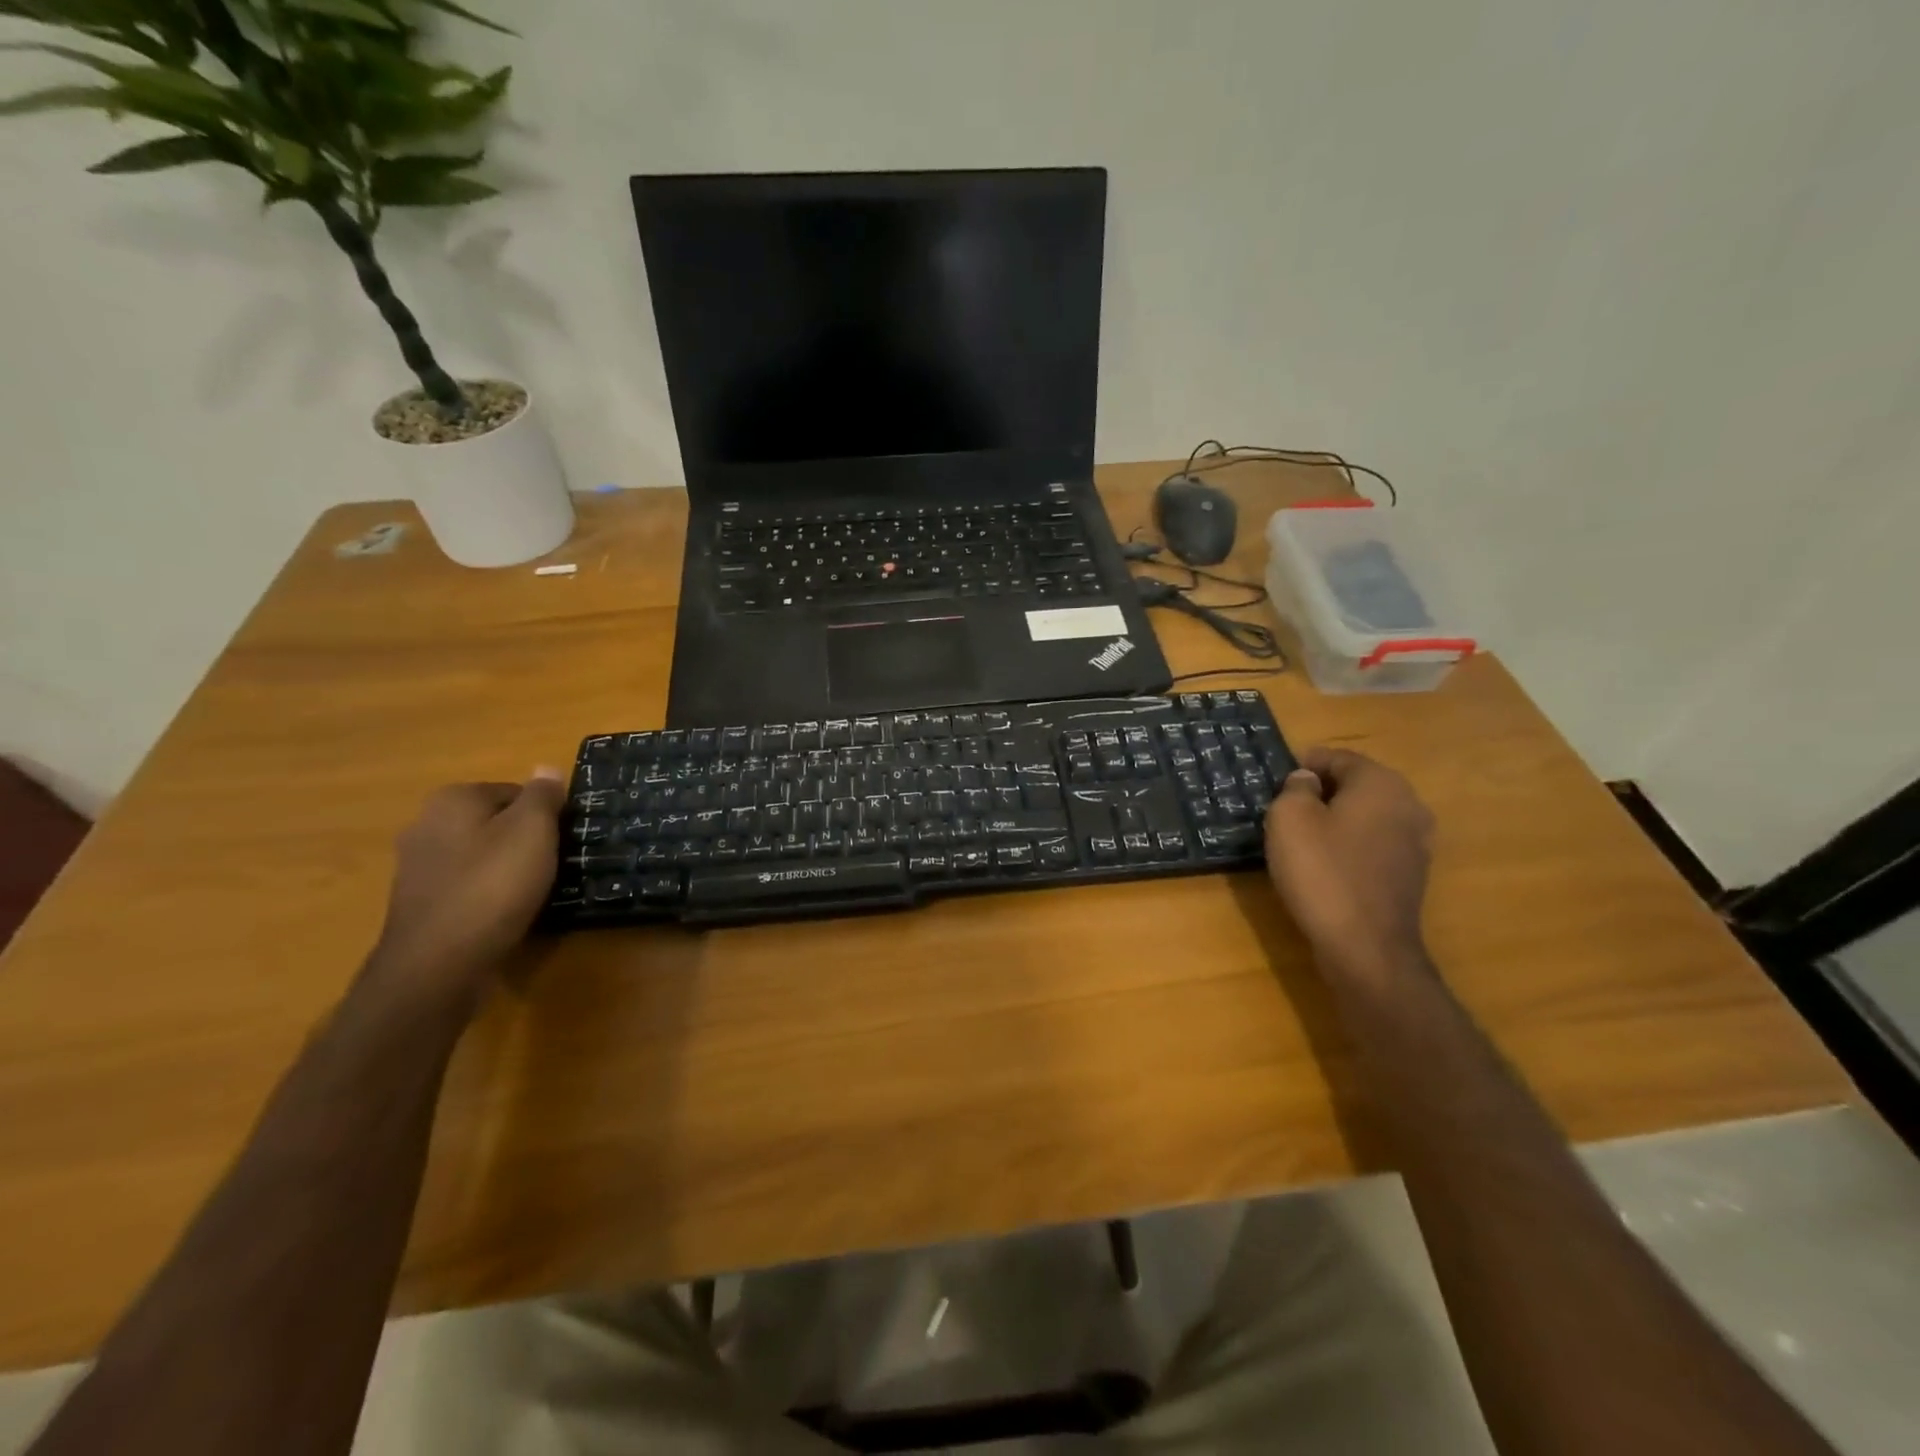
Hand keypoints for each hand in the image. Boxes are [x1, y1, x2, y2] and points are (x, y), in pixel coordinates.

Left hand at [365, 772, 565, 1017]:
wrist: (438, 965)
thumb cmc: (493, 886)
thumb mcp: (533, 831)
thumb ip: (543, 796)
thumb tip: (546, 768)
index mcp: (453, 799)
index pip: (515, 792)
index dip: (545, 815)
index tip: (562, 840)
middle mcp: (426, 824)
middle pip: (495, 822)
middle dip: (523, 840)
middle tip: (552, 865)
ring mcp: (417, 867)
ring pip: (480, 855)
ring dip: (506, 869)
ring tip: (533, 891)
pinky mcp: (420, 904)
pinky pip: (467, 886)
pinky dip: (488, 894)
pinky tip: (506, 913)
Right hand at [1264, 747, 1434, 980]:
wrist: (1366, 946)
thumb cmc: (1322, 872)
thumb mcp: (1289, 818)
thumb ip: (1295, 788)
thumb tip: (1307, 782)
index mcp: (1380, 782)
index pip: (1338, 757)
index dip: (1304, 764)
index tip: (1276, 780)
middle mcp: (1408, 804)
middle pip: (1356, 784)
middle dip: (1321, 791)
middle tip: (1284, 808)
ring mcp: (1416, 841)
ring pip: (1367, 815)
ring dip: (1336, 819)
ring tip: (1302, 837)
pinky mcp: (1411, 873)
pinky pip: (1374, 844)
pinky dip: (1350, 845)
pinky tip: (1325, 864)